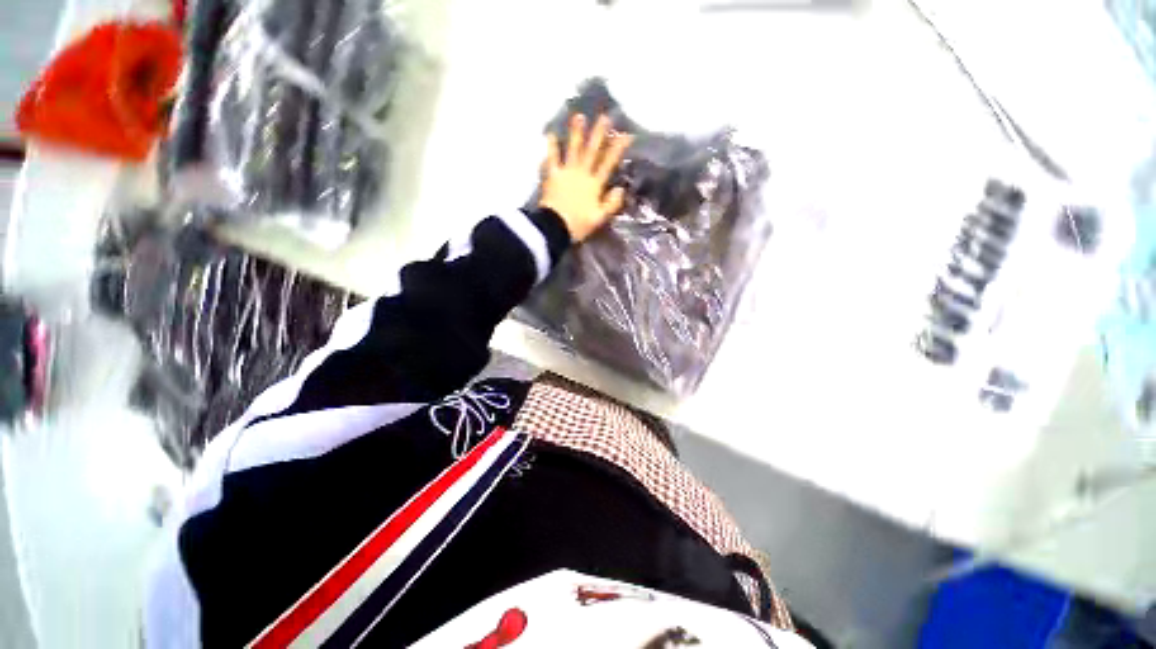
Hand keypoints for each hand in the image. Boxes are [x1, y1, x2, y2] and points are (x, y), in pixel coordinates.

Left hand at [539, 113, 633, 241]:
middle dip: (599, 134)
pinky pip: (551, 159)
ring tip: (579, 116)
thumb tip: (620, 189)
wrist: (555, 227)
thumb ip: (611, 204)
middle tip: (605, 116)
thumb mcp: (599, 218)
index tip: (626, 134)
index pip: (608, 163)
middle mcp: (582, 174)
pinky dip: (551, 147)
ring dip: (576, 133)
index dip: (618, 148)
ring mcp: (566, 173)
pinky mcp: (552, 176)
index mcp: (594, 185)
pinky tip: (551, 133)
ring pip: (573, 149)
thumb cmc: (578, 225)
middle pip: (592, 151)